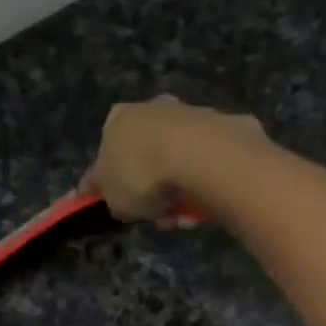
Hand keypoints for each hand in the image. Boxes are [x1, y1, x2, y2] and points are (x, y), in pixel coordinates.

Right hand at [79, 95, 266, 225]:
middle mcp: (153, 108)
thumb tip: (102, 193)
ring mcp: (190, 114)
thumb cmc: (142, 175)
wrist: (198, 157)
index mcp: (118, 118)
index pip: (109, 153)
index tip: (126, 208)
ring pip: (180, 164)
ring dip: (181, 195)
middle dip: (155, 191)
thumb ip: (106, 194)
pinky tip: (205, 206)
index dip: (115, 184)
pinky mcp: (223, 127)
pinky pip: (207, 166)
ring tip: (185, 218)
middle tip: (161, 217)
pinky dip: (204, 186)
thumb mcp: (112, 197)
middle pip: (149, 158)